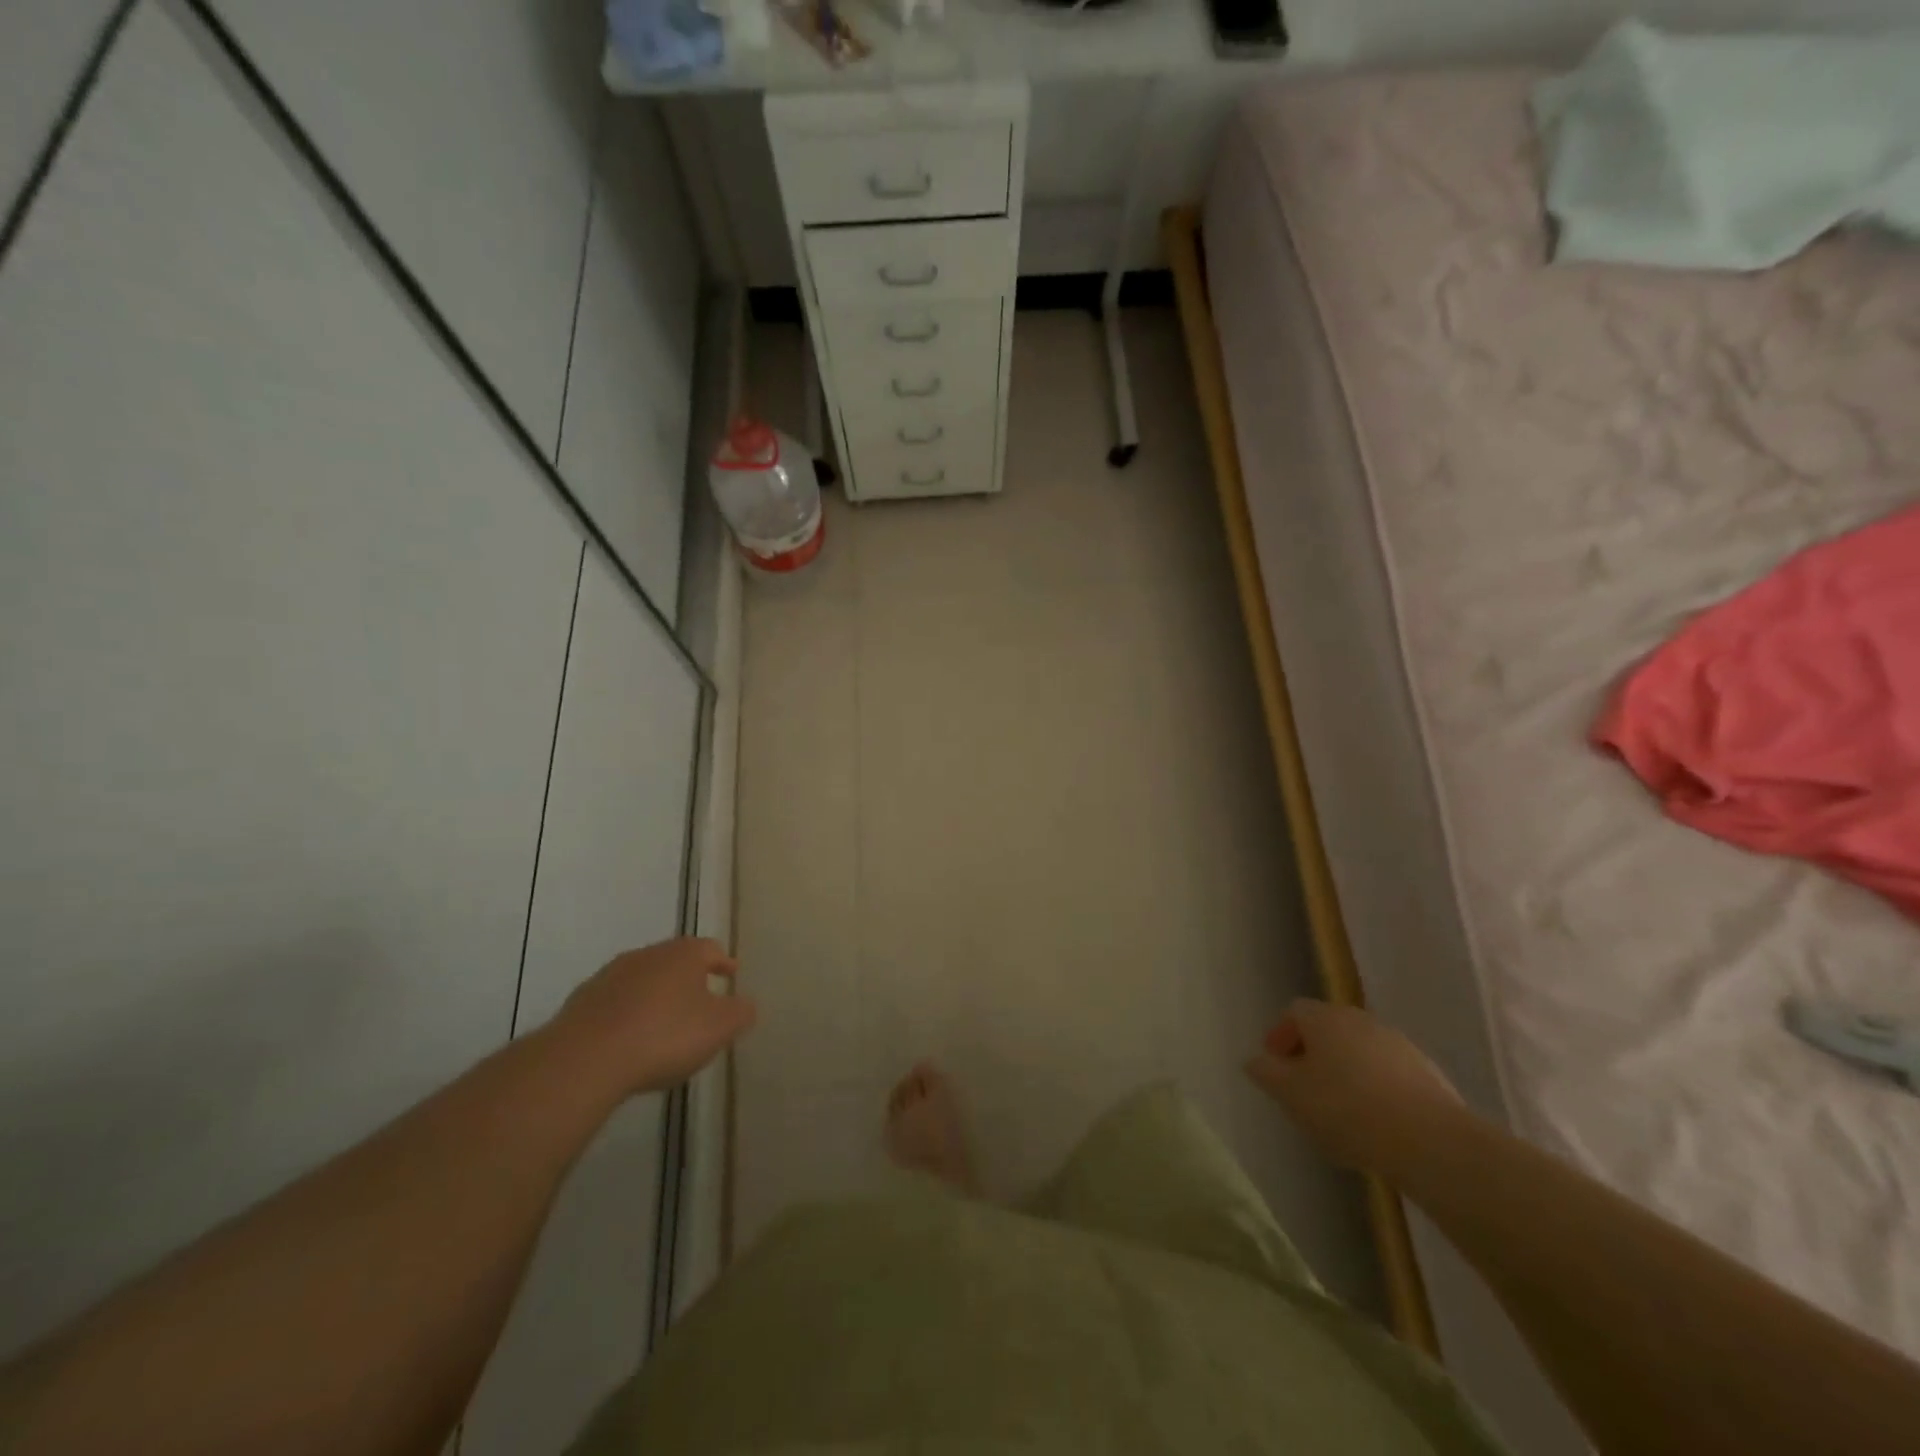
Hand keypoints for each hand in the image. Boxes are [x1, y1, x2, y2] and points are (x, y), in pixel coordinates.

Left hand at [553, 938, 757, 1096]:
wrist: (585, 1059)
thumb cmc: (664, 1035)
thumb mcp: (719, 1028)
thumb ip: (740, 1013)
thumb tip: (746, 1004)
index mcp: (683, 954)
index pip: (710, 949)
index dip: (723, 962)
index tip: (731, 973)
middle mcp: (647, 955)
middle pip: (674, 960)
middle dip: (689, 977)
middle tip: (701, 998)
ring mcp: (610, 976)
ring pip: (643, 979)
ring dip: (656, 994)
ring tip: (664, 1021)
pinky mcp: (582, 1002)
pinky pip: (615, 1002)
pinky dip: (627, 1013)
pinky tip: (630, 1038)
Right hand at [1245, 1000, 1465, 1178]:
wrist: (1430, 1140)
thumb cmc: (1346, 1109)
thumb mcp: (1289, 1093)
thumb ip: (1265, 1072)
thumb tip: (1256, 1060)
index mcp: (1324, 1017)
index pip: (1293, 1012)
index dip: (1280, 1036)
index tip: (1275, 1067)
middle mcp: (1360, 1019)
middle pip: (1328, 1029)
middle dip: (1313, 1055)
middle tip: (1304, 1089)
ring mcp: (1398, 1044)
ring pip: (1360, 1051)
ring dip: (1346, 1072)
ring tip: (1341, 1112)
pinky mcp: (1428, 1073)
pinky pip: (1389, 1074)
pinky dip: (1376, 1089)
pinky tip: (1376, 1123)